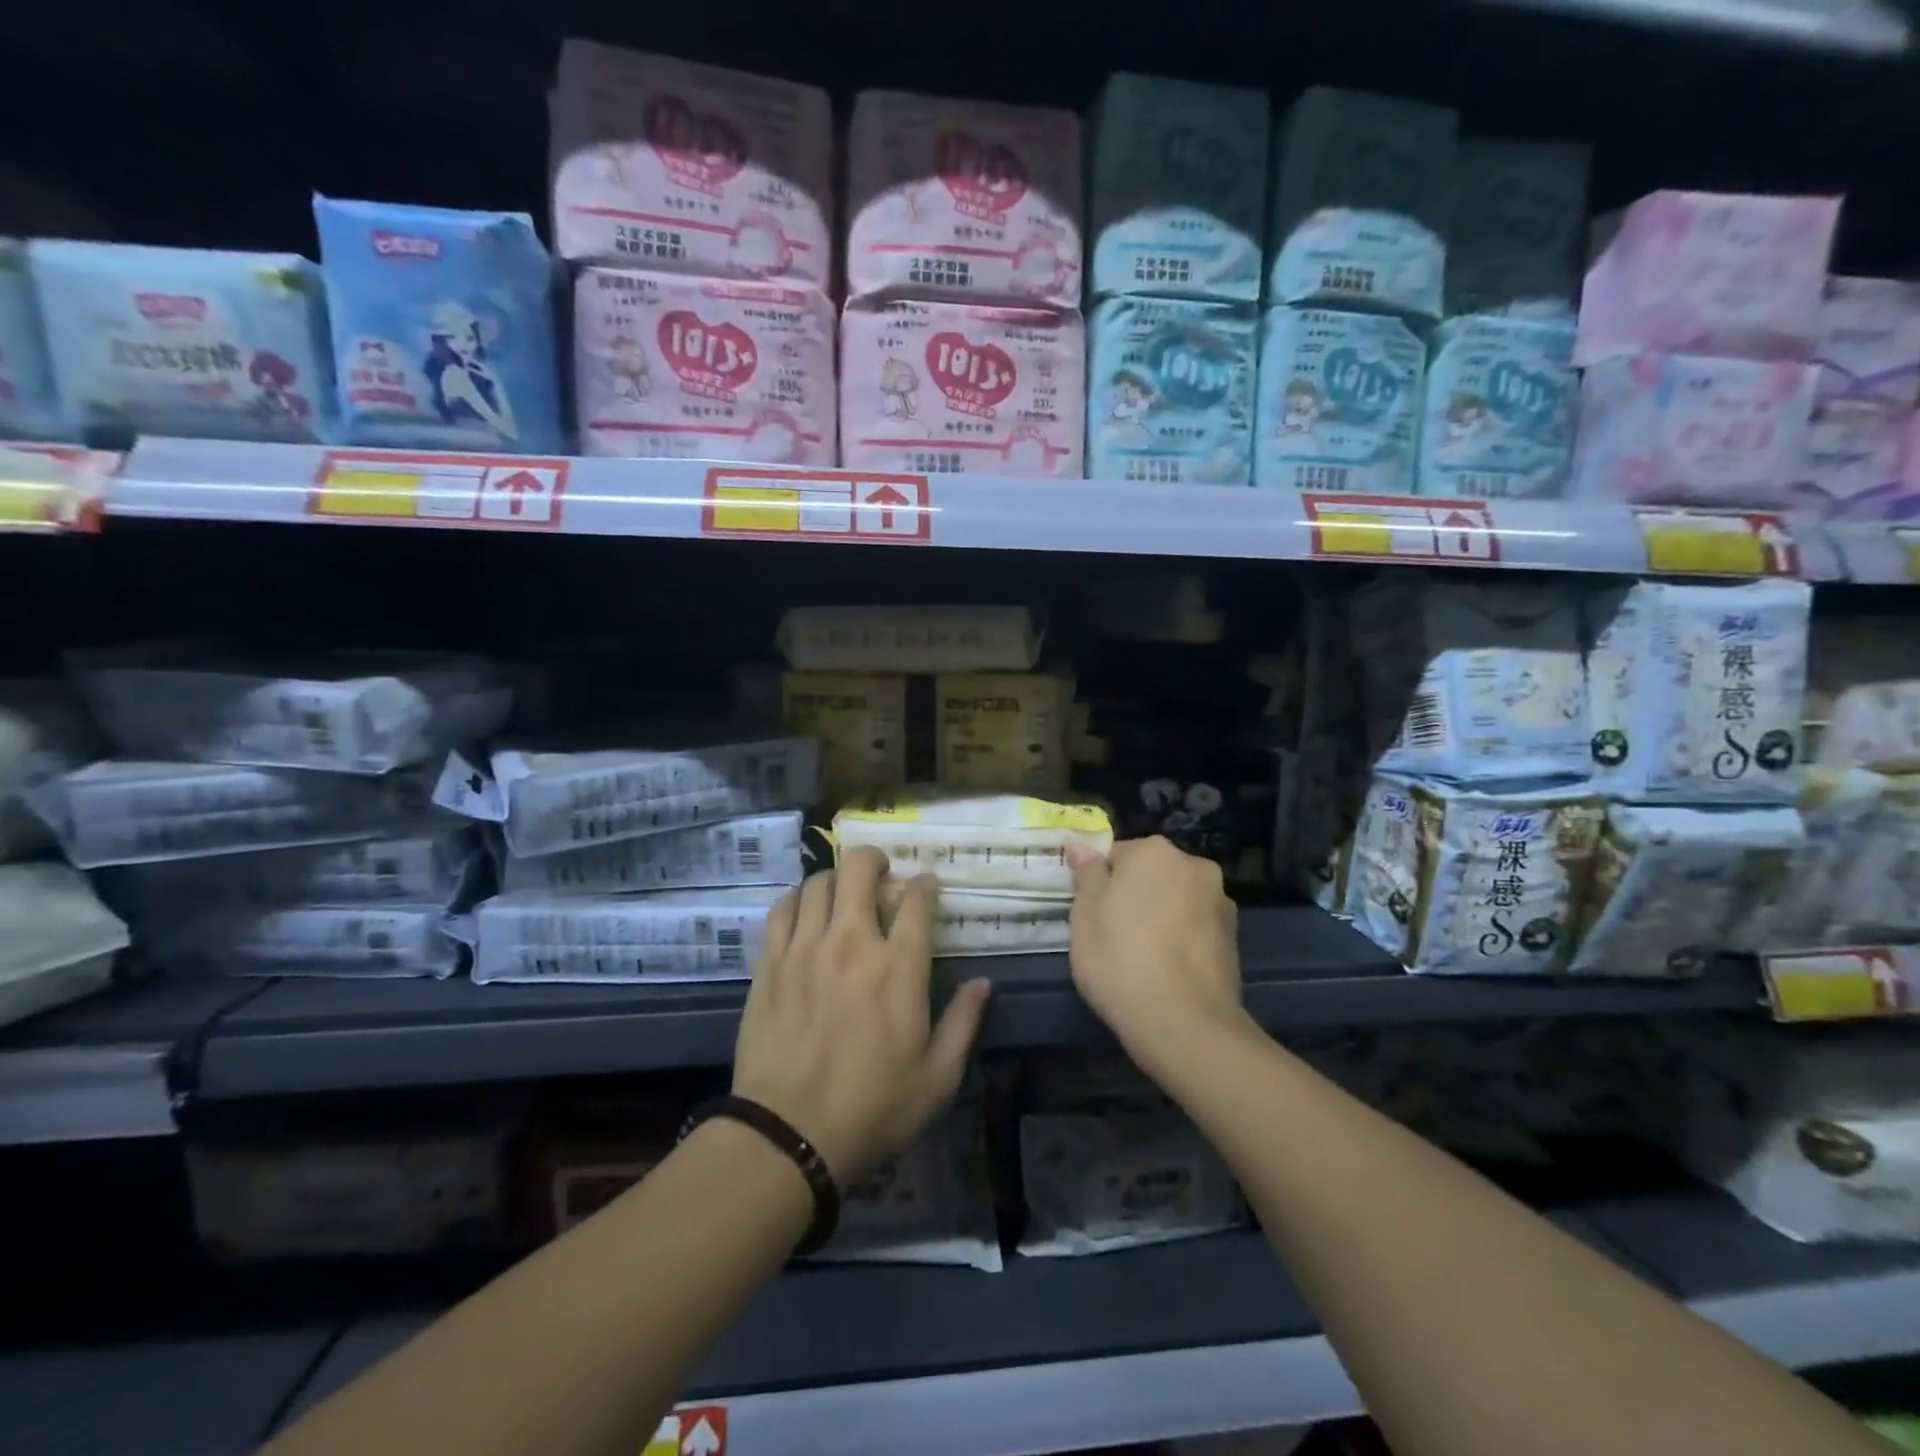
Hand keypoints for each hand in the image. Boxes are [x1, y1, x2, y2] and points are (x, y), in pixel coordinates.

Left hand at [731, 846, 990, 1183]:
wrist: (789, 1133)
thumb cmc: (873, 1107)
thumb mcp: (938, 1076)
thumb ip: (964, 1022)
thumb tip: (983, 983)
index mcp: (898, 967)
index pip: (916, 901)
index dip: (925, 884)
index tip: (927, 884)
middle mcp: (851, 942)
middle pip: (859, 870)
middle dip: (874, 859)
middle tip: (880, 872)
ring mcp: (805, 948)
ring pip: (818, 882)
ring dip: (835, 877)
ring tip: (842, 892)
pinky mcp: (770, 963)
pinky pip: (781, 909)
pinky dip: (797, 898)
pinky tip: (804, 909)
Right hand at [1066, 837, 1242, 1067]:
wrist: (1184, 1023)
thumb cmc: (1120, 959)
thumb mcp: (1084, 915)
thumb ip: (1086, 874)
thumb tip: (1080, 845)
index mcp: (1154, 851)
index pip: (1115, 855)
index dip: (1099, 884)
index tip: (1091, 914)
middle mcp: (1194, 865)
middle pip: (1151, 873)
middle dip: (1134, 895)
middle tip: (1113, 935)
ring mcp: (1220, 901)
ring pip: (1176, 900)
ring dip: (1161, 916)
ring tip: (1143, 957)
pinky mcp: (1234, 937)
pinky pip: (1195, 927)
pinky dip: (1181, 939)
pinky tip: (1168, 970)